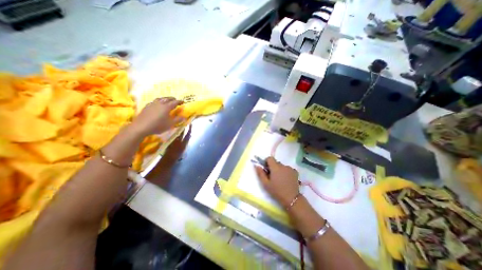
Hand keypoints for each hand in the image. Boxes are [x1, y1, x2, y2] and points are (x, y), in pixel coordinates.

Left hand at [130, 97, 184, 136]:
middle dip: (172, 99)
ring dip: (165, 98)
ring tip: (167, 100)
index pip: (174, 102)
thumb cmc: (158, 126)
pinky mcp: (146, 106)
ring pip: (160, 99)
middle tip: (175, 99)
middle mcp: (160, 104)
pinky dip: (158, 101)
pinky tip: (157, 104)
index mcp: (167, 107)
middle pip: (167, 99)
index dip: (179, 101)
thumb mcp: (170, 124)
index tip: (183, 101)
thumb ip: (178, 120)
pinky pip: (154, 101)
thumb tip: (184, 116)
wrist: (141, 127)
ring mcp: (152, 104)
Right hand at [254, 157, 299, 207]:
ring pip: (282, 166)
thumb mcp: (265, 184)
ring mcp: (290, 168)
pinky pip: (288, 169)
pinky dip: (286, 172)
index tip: (266, 169)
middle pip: (276, 162)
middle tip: (272, 177)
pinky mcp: (295, 172)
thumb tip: (257, 165)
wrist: (291, 198)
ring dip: (279, 170)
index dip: (267, 162)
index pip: (270, 158)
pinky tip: (286, 180)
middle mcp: (283, 165)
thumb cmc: (276, 191)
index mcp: (275, 167)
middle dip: (273, 167)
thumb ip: (260, 173)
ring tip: (280, 180)